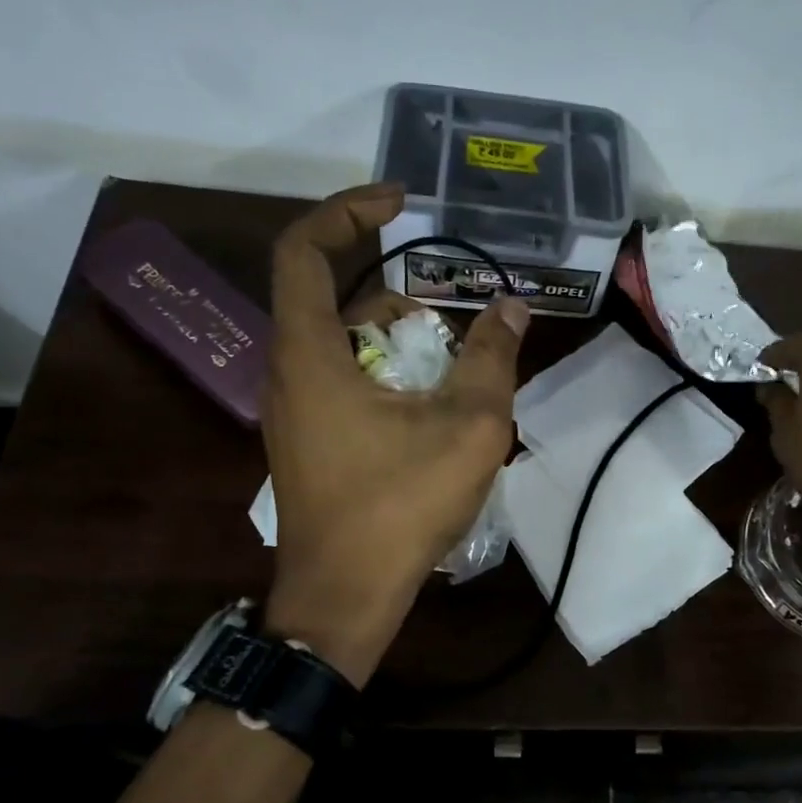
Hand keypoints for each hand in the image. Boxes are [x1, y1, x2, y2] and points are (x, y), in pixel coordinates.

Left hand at [261, 183, 528, 683]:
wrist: (344, 597)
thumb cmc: (400, 506)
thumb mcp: (467, 426)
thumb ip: (493, 358)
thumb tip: (513, 308)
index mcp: (309, 354)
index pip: (302, 250)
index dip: (347, 212)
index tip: (401, 204)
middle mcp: (288, 371)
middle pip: (329, 294)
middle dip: (393, 282)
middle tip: (450, 289)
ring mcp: (294, 409)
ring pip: (340, 340)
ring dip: (396, 330)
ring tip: (456, 349)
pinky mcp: (309, 438)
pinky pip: (342, 376)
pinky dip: (385, 365)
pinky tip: (434, 395)